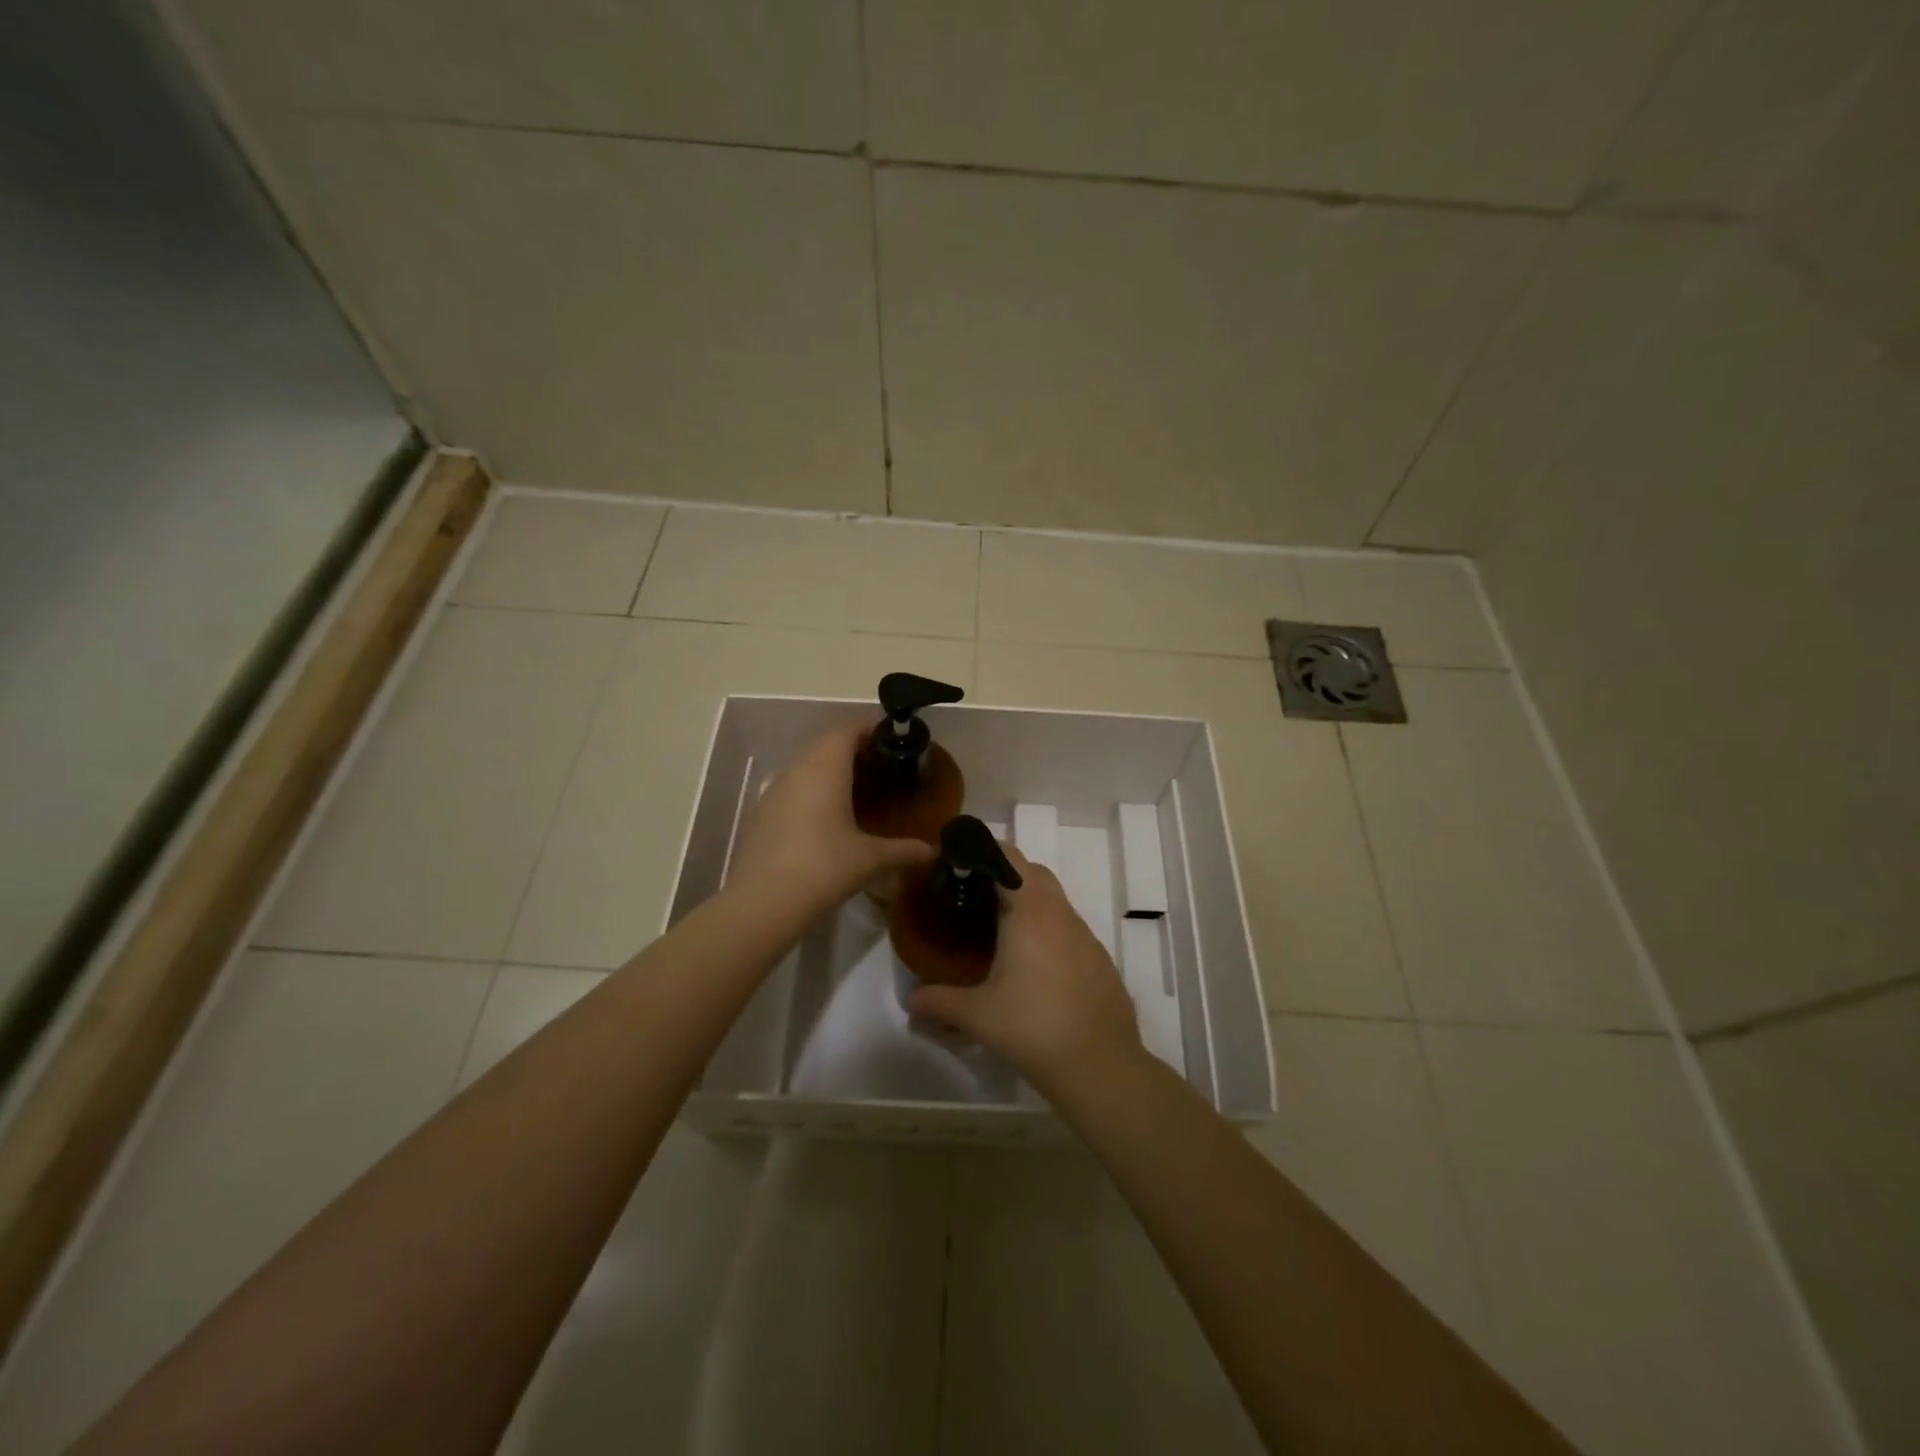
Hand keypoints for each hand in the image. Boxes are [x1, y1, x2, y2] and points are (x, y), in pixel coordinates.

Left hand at [726, 722, 935, 917]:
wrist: (762, 903)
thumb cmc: (824, 868)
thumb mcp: (870, 859)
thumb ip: (903, 850)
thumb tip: (931, 851)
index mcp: (826, 768)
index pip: (848, 729)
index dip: (871, 728)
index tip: (894, 740)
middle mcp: (798, 770)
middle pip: (827, 744)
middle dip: (854, 749)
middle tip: (883, 767)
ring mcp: (775, 790)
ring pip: (807, 765)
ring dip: (831, 770)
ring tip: (858, 791)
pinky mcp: (762, 813)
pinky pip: (793, 788)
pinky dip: (813, 791)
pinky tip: (827, 819)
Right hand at [907, 845, 1142, 1094]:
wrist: (1100, 1065)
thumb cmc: (1032, 1028)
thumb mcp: (977, 1015)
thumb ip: (939, 1002)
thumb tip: (910, 1001)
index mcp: (1029, 911)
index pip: (1007, 858)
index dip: (982, 852)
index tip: (958, 863)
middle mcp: (1059, 912)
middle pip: (1032, 871)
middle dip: (1005, 874)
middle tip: (975, 896)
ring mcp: (1084, 934)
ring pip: (1054, 899)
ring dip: (1029, 901)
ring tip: (1001, 929)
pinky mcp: (1098, 957)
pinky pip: (1069, 926)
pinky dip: (1049, 928)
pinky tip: (1035, 963)